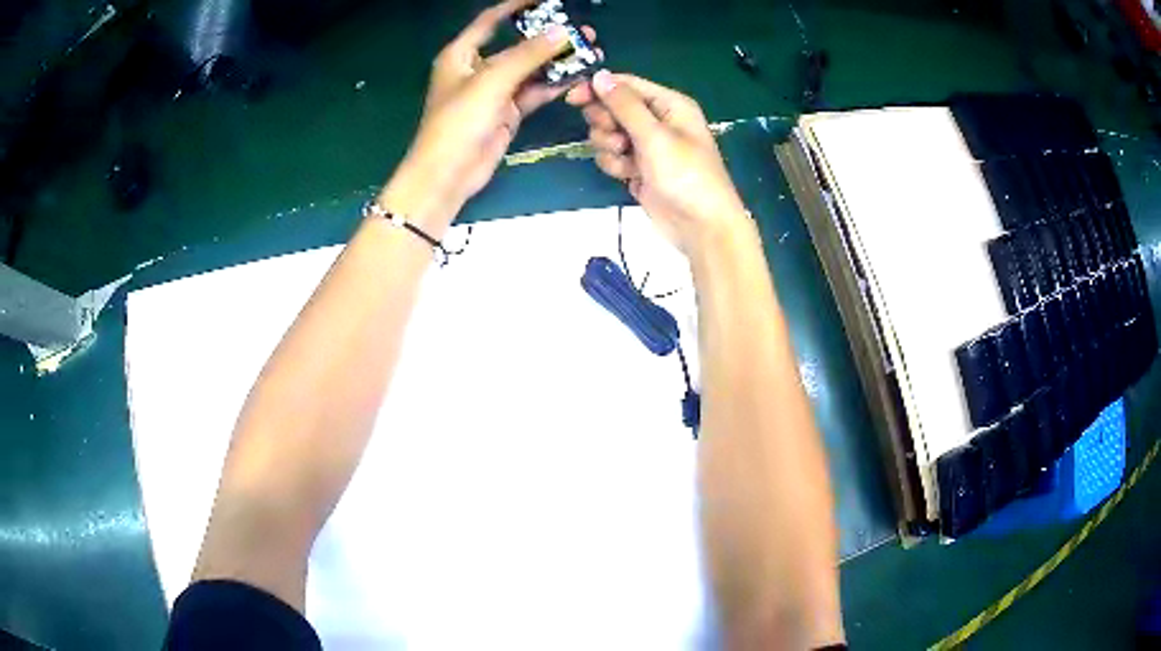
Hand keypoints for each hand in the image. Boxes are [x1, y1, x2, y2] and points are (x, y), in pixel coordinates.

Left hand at [381, 0, 596, 235]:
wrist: (449, 173)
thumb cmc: (459, 121)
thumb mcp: (491, 81)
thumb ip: (528, 55)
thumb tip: (563, 31)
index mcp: (462, 54)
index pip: (491, 20)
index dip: (517, 6)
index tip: (548, 0)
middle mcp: (478, 68)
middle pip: (517, 44)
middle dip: (548, 36)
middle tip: (581, 30)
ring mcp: (494, 91)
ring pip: (530, 69)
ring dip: (556, 61)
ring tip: (589, 50)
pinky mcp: (507, 112)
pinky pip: (534, 91)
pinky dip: (554, 84)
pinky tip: (578, 76)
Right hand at [566, 71, 749, 256]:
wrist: (700, 227)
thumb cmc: (685, 175)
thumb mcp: (654, 136)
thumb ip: (624, 105)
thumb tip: (599, 75)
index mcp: (669, 104)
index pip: (626, 85)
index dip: (598, 89)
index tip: (572, 99)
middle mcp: (657, 120)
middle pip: (613, 108)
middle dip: (607, 123)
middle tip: (616, 139)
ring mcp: (646, 146)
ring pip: (608, 133)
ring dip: (609, 146)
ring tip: (627, 160)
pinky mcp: (637, 168)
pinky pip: (612, 156)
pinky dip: (615, 165)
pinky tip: (629, 176)